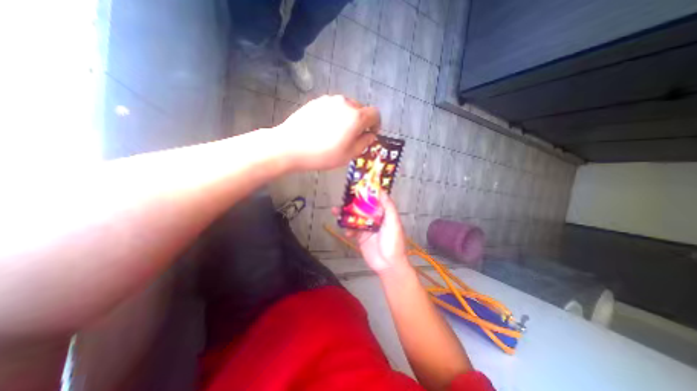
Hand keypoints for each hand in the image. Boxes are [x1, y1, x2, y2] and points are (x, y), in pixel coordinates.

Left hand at [276, 95, 380, 170]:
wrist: (290, 146)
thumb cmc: (323, 154)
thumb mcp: (349, 155)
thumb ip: (364, 143)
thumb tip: (370, 135)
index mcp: (356, 117)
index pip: (375, 114)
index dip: (376, 124)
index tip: (370, 134)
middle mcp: (345, 103)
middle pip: (361, 110)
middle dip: (361, 122)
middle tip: (352, 137)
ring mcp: (329, 100)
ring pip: (346, 107)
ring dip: (348, 118)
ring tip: (336, 133)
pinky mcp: (316, 101)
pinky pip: (333, 107)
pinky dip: (335, 115)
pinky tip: (324, 128)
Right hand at [331, 193, 409, 274]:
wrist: (388, 265)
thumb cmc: (394, 242)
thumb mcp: (394, 222)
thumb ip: (388, 207)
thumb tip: (382, 191)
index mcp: (384, 213)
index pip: (374, 200)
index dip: (366, 192)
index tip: (357, 185)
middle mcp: (375, 219)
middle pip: (362, 207)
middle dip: (352, 203)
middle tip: (342, 197)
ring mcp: (367, 228)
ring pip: (354, 218)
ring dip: (345, 214)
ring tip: (335, 211)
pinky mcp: (360, 237)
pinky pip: (352, 230)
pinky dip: (347, 229)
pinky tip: (347, 232)